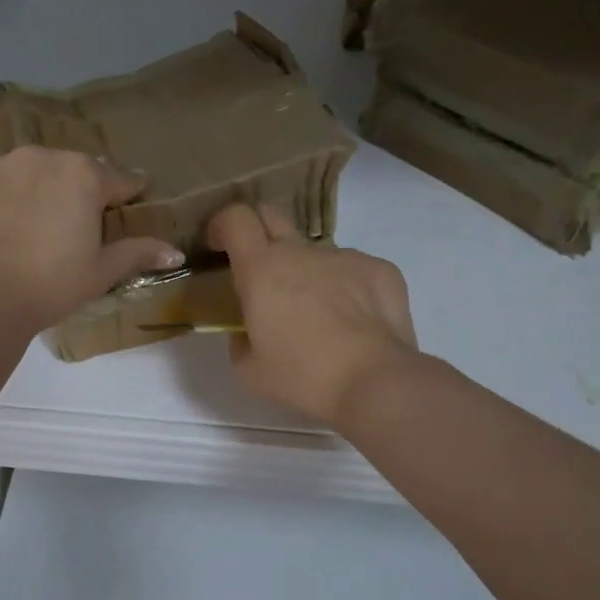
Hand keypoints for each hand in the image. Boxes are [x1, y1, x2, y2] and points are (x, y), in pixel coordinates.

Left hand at [0, 146, 183, 330]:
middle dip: (83, 192)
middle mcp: (46, 156)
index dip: (129, 196)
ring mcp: (6, 163)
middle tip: (80, 225)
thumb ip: (138, 253)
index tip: (132, 204)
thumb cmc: (52, 283)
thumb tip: (176, 253)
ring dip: (45, 188)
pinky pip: (5, 179)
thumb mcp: (101, 271)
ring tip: (41, 223)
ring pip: (38, 171)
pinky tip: (10, 222)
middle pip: (76, 171)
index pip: (120, 181)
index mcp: (85, 175)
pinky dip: (12, 194)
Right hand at [208, 203, 417, 426]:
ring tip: (320, 317)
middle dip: (258, 233)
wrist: (376, 383)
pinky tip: (355, 323)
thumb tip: (246, 330)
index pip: (236, 218)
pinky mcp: (380, 269)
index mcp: (262, 269)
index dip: (223, 225)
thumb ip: (239, 341)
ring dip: (307, 273)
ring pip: (315, 254)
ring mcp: (345, 256)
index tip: (219, 246)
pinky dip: (346, 288)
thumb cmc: (304, 378)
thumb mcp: (249, 372)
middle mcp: (301, 251)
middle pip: (272, 216)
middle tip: (260, 272)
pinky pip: (352, 270)